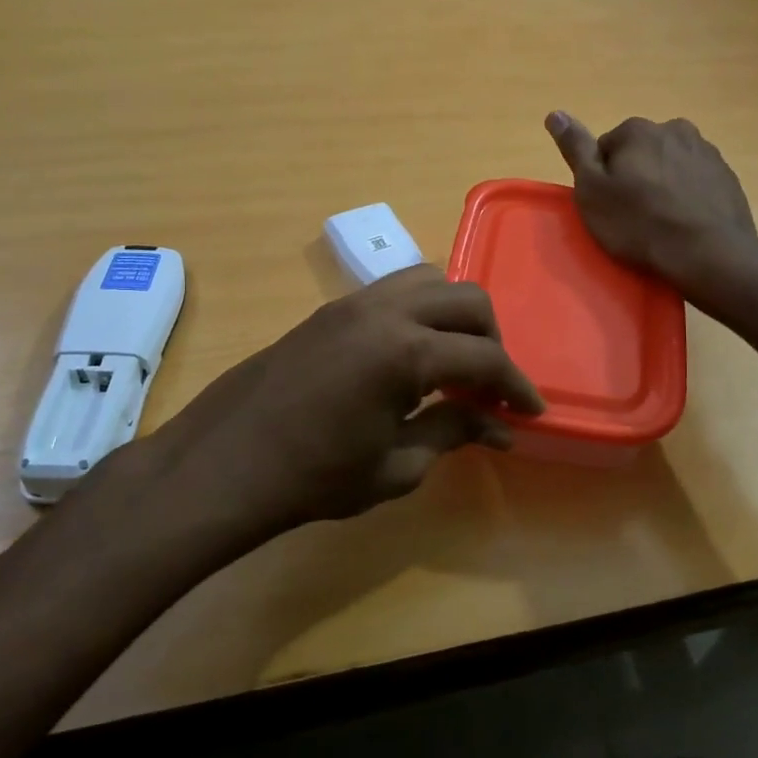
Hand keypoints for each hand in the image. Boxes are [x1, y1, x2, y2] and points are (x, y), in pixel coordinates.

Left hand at [95, 266, 543, 538]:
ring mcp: (355, 302)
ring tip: (453, 363)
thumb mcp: (396, 465)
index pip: (485, 359)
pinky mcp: (332, 307)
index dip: (515, 387)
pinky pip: (394, 289)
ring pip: (431, 281)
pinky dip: (421, 309)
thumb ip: (453, 431)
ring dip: (456, 316)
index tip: (530, 412)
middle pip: (467, 301)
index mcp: (407, 351)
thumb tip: (498, 426)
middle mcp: (386, 310)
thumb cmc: (314, 477)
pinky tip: (411, 353)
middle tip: (490, 386)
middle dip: (492, 340)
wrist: (226, 462)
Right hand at [546, 112, 757, 287]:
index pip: (606, 149)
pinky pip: (695, 182)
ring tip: (661, 223)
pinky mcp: (728, 177)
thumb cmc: (639, 223)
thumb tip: (555, 113)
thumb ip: (575, 149)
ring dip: (663, 186)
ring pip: (670, 166)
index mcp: (638, 130)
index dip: (603, 179)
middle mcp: (675, 129)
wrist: (708, 252)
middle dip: (636, 178)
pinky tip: (684, 223)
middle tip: (633, 216)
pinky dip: (687, 197)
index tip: (609, 205)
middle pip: (641, 153)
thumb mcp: (592, 190)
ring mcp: (706, 152)